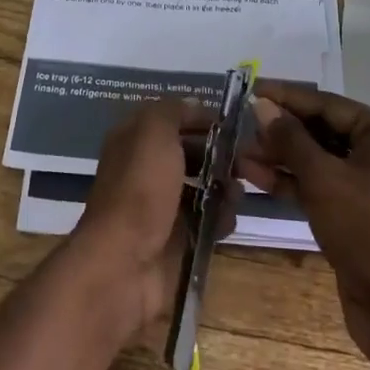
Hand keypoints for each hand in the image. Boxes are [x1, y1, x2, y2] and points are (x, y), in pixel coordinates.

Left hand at [66, 101, 218, 347]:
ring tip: (237, 193)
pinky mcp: (176, 239)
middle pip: (189, 153)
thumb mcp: (153, 132)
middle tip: (245, 161)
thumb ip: (173, 112)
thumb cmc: (140, 189)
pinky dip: (220, 218)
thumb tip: (194, 105)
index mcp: (134, 140)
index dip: (199, 117)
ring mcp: (160, 206)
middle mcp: (145, 170)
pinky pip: (205, 221)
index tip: (231, 123)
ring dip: (224, 187)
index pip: (171, 119)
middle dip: (219, 154)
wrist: (125, 263)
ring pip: (202, 187)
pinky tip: (227, 219)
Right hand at [239, 81, 369, 362]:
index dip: (286, 98)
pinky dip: (294, 183)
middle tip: (241, 127)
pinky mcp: (359, 214)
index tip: (250, 90)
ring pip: (320, 161)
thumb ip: (290, 138)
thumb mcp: (323, 177)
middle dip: (281, 132)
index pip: (328, 104)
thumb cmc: (367, 227)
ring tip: (240, 155)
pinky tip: (256, 178)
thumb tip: (260, 105)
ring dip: (281, 159)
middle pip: (323, 132)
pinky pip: (323, 187)